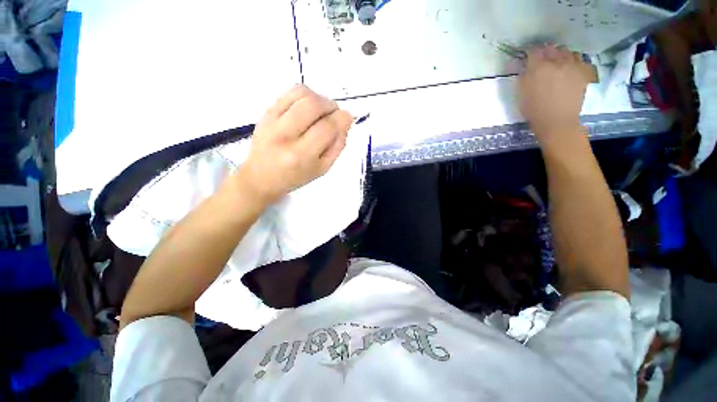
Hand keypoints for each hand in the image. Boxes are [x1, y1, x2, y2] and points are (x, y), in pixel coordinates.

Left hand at [237, 85, 352, 205]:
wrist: (261, 176)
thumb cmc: (295, 176)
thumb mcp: (322, 169)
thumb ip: (337, 146)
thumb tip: (345, 121)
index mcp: (301, 156)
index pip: (326, 128)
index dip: (342, 119)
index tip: (348, 118)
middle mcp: (285, 136)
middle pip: (313, 106)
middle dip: (331, 106)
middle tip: (334, 114)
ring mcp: (272, 121)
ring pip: (301, 94)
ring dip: (319, 98)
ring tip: (322, 111)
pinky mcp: (266, 112)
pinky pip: (289, 92)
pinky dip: (305, 95)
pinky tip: (308, 107)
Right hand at [519, 45, 589, 146]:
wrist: (557, 121)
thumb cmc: (534, 110)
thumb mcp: (521, 93)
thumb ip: (524, 76)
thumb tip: (525, 65)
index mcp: (538, 67)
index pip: (533, 51)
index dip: (529, 52)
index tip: (527, 56)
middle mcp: (556, 61)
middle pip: (551, 48)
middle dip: (545, 52)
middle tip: (541, 58)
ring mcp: (572, 65)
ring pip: (566, 51)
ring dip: (560, 54)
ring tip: (556, 61)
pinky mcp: (583, 71)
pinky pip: (578, 59)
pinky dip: (573, 60)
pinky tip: (569, 66)